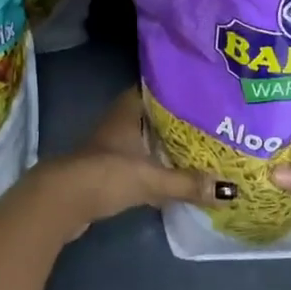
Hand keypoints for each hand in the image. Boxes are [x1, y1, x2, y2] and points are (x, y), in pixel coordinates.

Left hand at [24, 89, 217, 239]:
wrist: (62, 202)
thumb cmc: (106, 175)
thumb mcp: (151, 179)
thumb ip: (187, 183)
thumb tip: (228, 190)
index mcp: (128, 111)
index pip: (155, 88)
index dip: (176, 87)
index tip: (202, 90)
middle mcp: (119, 122)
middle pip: (153, 115)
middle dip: (178, 119)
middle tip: (210, 121)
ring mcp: (111, 146)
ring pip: (145, 138)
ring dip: (165, 143)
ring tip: (199, 147)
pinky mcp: (107, 170)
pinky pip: (139, 161)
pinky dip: (155, 165)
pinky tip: (174, 174)